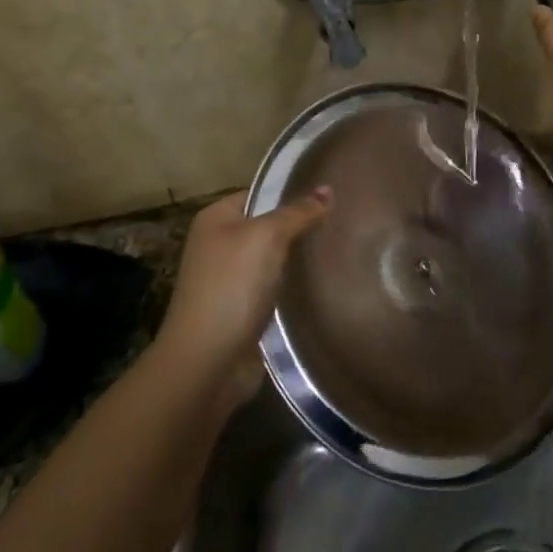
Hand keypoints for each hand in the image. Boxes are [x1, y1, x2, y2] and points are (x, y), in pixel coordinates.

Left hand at [156, 187, 330, 404]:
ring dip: (300, 258)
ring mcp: (231, 280)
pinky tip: (326, 281)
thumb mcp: (266, 237)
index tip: (331, 193)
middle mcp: (219, 245)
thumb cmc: (232, 286)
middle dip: (301, 225)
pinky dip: (296, 286)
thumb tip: (326, 190)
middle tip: (344, 220)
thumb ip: (297, 213)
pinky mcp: (245, 310)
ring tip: (343, 247)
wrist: (208, 361)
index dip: (292, 191)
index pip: (260, 193)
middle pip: (268, 226)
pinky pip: (277, 287)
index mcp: (215, 219)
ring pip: (275, 259)